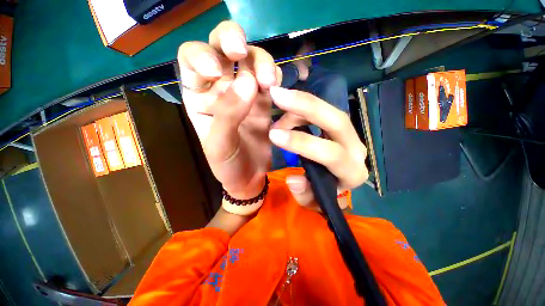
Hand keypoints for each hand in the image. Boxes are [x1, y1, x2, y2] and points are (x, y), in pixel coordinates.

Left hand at [178, 21, 281, 198]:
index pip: (191, 59)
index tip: (215, 70)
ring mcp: (245, 93)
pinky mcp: (264, 101)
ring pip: (251, 59)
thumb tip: (248, 81)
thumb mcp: (219, 145)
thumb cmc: (228, 165)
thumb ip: (228, 115)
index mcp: (198, 97)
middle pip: (221, 47)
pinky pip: (270, 79)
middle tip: (241, 53)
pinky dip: (275, 77)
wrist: (249, 177)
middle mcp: (220, 88)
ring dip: (261, 62)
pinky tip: (277, 88)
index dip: (201, 54)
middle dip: (231, 41)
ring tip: (269, 82)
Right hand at [268, 87, 368, 210]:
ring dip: (302, 104)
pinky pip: (325, 110)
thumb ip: (304, 194)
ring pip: (331, 110)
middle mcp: (356, 150)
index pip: (332, 154)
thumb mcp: (312, 201)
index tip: (274, 135)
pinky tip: (289, 111)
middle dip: (306, 106)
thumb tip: (294, 179)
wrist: (336, 184)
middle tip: (277, 95)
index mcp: (351, 173)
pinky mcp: (341, 127)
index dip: (302, 143)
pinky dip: (304, 107)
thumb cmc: (324, 194)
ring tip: (279, 106)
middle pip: (337, 121)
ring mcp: (351, 135)